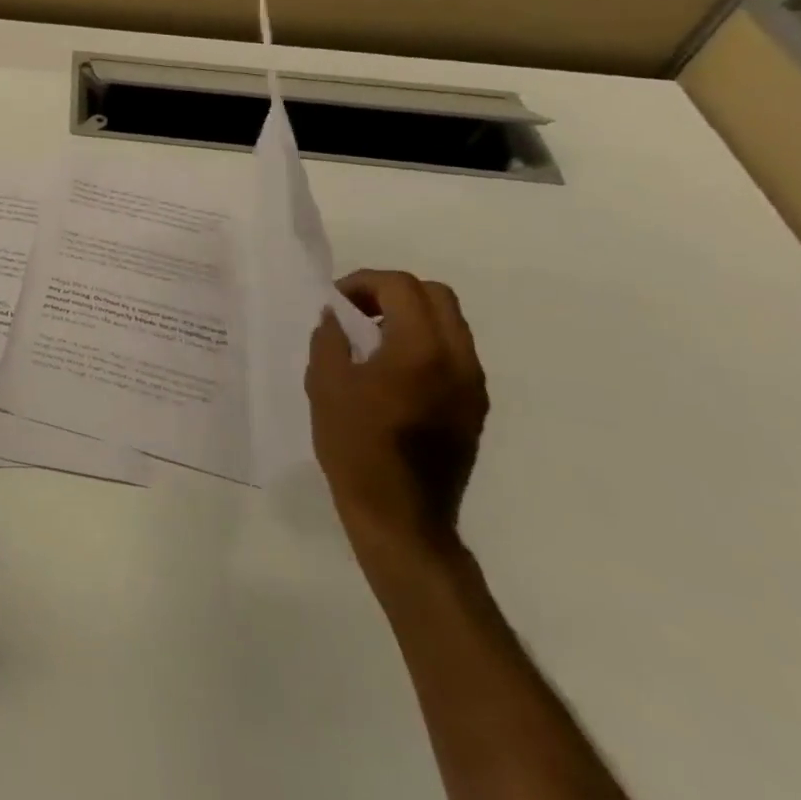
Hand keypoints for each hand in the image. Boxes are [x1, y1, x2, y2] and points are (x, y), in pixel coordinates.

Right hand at [307, 270, 487, 556]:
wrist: (401, 517)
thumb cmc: (356, 446)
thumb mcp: (326, 384)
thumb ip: (330, 338)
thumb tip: (335, 315)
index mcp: (420, 350)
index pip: (401, 286)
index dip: (364, 282)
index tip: (337, 302)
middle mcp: (457, 360)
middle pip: (435, 296)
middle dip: (393, 293)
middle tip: (358, 311)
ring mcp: (472, 385)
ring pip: (450, 323)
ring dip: (411, 317)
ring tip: (372, 340)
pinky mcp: (474, 407)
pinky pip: (454, 353)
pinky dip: (424, 343)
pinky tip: (392, 371)